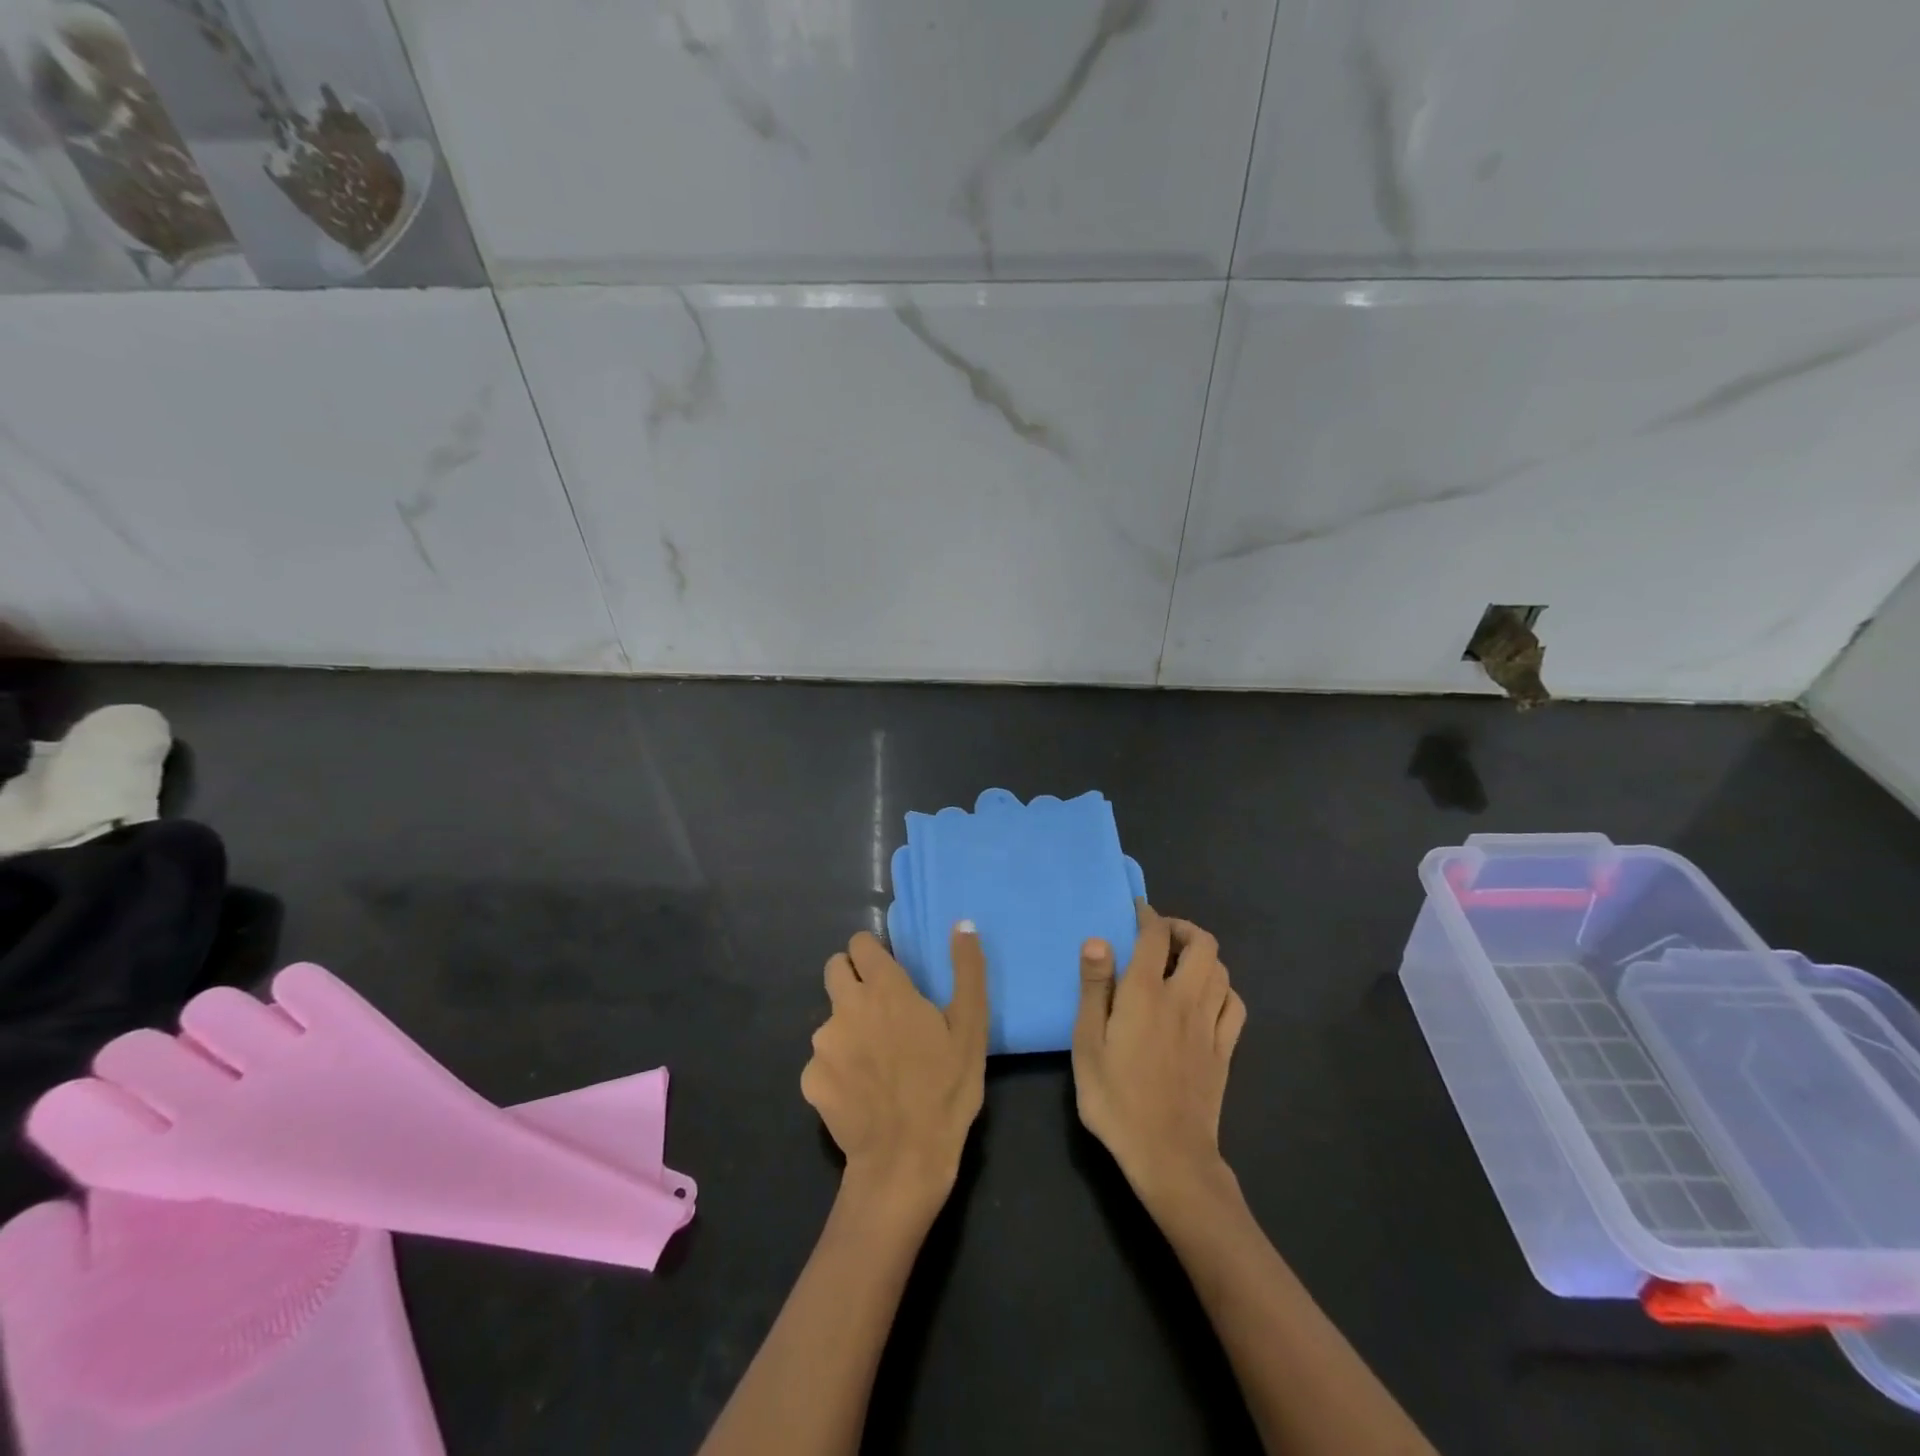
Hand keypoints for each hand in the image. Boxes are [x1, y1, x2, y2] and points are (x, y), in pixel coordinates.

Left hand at [802, 927, 988, 1217]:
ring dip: (848, 1027)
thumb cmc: (945, 1088)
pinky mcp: (810, 1078)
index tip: (889, 972)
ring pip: (830, 1017)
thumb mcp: (971, 1027)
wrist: (905, 1160)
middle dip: (853, 979)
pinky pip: (822, 1060)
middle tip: (880, 1011)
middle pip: (835, 970)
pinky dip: (837, 1068)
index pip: (860, 944)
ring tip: (876, 1061)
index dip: (873, 954)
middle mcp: (847, 1006)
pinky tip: (860, 1092)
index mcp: (885, 988)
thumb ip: (967, 970)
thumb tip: (962, 924)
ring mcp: (823, 1043)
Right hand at [1072, 903, 1246, 1206]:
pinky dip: (1223, 989)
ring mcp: (1210, 1025)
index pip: (1155, 936)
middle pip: (1202, 944)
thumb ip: (1094, 989)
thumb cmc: (1116, 1098)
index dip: (1148, 916)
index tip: (1138, 911)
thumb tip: (1098, 940)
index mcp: (1146, 993)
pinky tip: (1207, 998)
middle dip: (1184, 929)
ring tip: (1183, 962)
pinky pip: (1235, 1005)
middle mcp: (1184, 999)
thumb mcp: (1087, 1044)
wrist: (1169, 1155)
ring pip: (1222, 971)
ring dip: (1205, 956)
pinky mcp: (1225, 1050)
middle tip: (1162, 935)